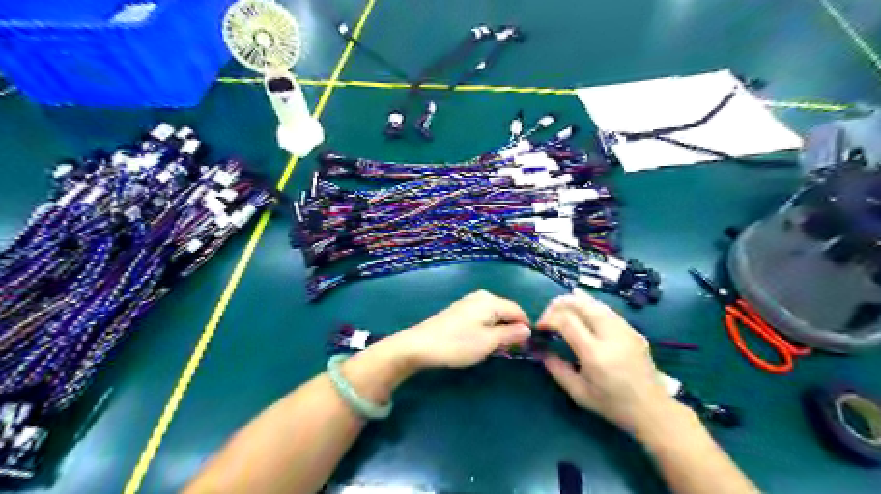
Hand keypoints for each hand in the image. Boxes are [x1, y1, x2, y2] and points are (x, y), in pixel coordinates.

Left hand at [391, 289, 528, 369]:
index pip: (518, 311)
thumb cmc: (457, 344)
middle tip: (509, 351)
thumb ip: (510, 334)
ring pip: (494, 315)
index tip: (526, 348)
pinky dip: (487, 329)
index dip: (525, 329)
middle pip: (506, 311)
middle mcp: (481, 296)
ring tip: (494, 349)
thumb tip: (528, 329)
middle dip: (511, 330)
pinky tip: (479, 342)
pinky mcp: (459, 311)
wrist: (420, 345)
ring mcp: (468, 302)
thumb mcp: (488, 342)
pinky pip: (482, 317)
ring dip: (499, 331)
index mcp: (490, 301)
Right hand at [538, 290, 679, 435]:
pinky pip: (605, 308)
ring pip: (593, 301)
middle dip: (557, 305)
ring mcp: (624, 328)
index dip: (548, 319)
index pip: (566, 320)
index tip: (540, 328)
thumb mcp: (578, 393)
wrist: (653, 409)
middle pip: (579, 303)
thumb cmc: (613, 405)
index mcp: (595, 353)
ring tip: (561, 314)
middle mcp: (610, 335)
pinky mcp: (631, 328)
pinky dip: (587, 306)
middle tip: (548, 318)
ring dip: (572, 303)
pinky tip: (580, 314)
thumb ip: (556, 368)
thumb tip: (540, 349)